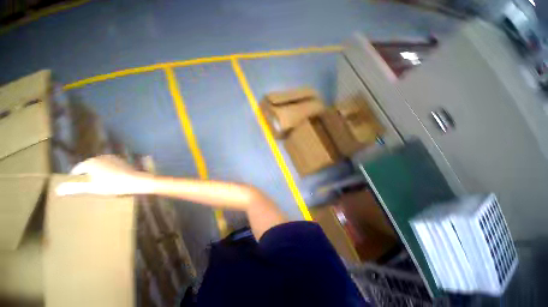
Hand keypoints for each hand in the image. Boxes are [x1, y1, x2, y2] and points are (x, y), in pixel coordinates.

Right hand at [56, 155, 150, 195]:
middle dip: (86, 175)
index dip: (75, 178)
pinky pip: (110, 167)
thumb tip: (56, 190)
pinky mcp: (122, 161)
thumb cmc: (112, 185)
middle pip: (89, 167)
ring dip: (97, 173)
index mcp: (91, 162)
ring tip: (99, 184)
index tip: (75, 186)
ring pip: (100, 166)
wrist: (135, 181)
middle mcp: (101, 157)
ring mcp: (113, 158)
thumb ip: (74, 188)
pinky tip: (111, 179)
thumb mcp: (91, 188)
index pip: (77, 169)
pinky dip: (108, 172)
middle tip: (87, 186)